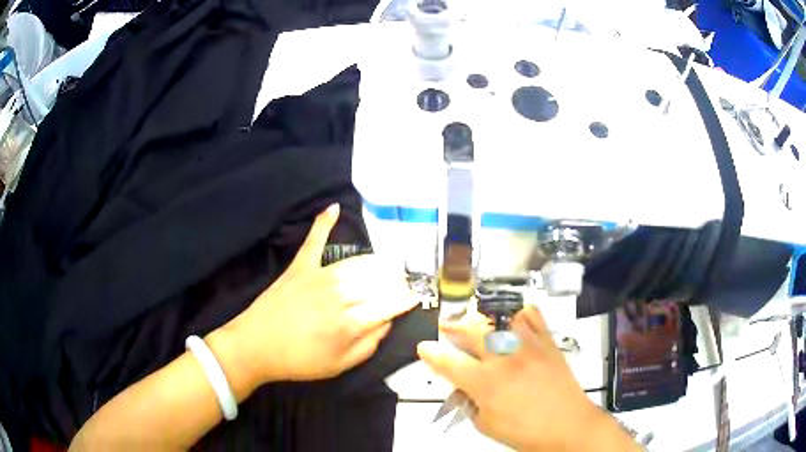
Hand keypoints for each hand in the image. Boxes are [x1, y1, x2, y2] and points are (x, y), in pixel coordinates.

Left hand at [222, 204, 417, 384]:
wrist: (254, 348)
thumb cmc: (299, 362)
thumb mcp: (340, 366)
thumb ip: (369, 345)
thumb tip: (387, 322)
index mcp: (350, 322)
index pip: (388, 305)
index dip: (405, 300)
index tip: (415, 297)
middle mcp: (339, 295)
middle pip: (377, 281)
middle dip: (396, 282)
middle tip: (402, 286)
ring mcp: (318, 277)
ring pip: (357, 263)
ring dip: (377, 263)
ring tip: (387, 266)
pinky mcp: (299, 267)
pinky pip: (314, 241)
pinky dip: (323, 223)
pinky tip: (334, 207)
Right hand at [418, 306, 638, 451]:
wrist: (568, 426)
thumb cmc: (525, 432)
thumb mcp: (486, 425)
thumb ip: (470, 402)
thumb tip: (464, 386)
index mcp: (486, 383)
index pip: (449, 362)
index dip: (431, 353)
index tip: (424, 348)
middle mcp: (505, 358)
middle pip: (472, 329)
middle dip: (453, 326)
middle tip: (447, 327)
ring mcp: (529, 346)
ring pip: (501, 316)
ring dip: (484, 317)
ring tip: (478, 322)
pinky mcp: (548, 343)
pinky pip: (533, 317)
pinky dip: (520, 313)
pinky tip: (513, 319)